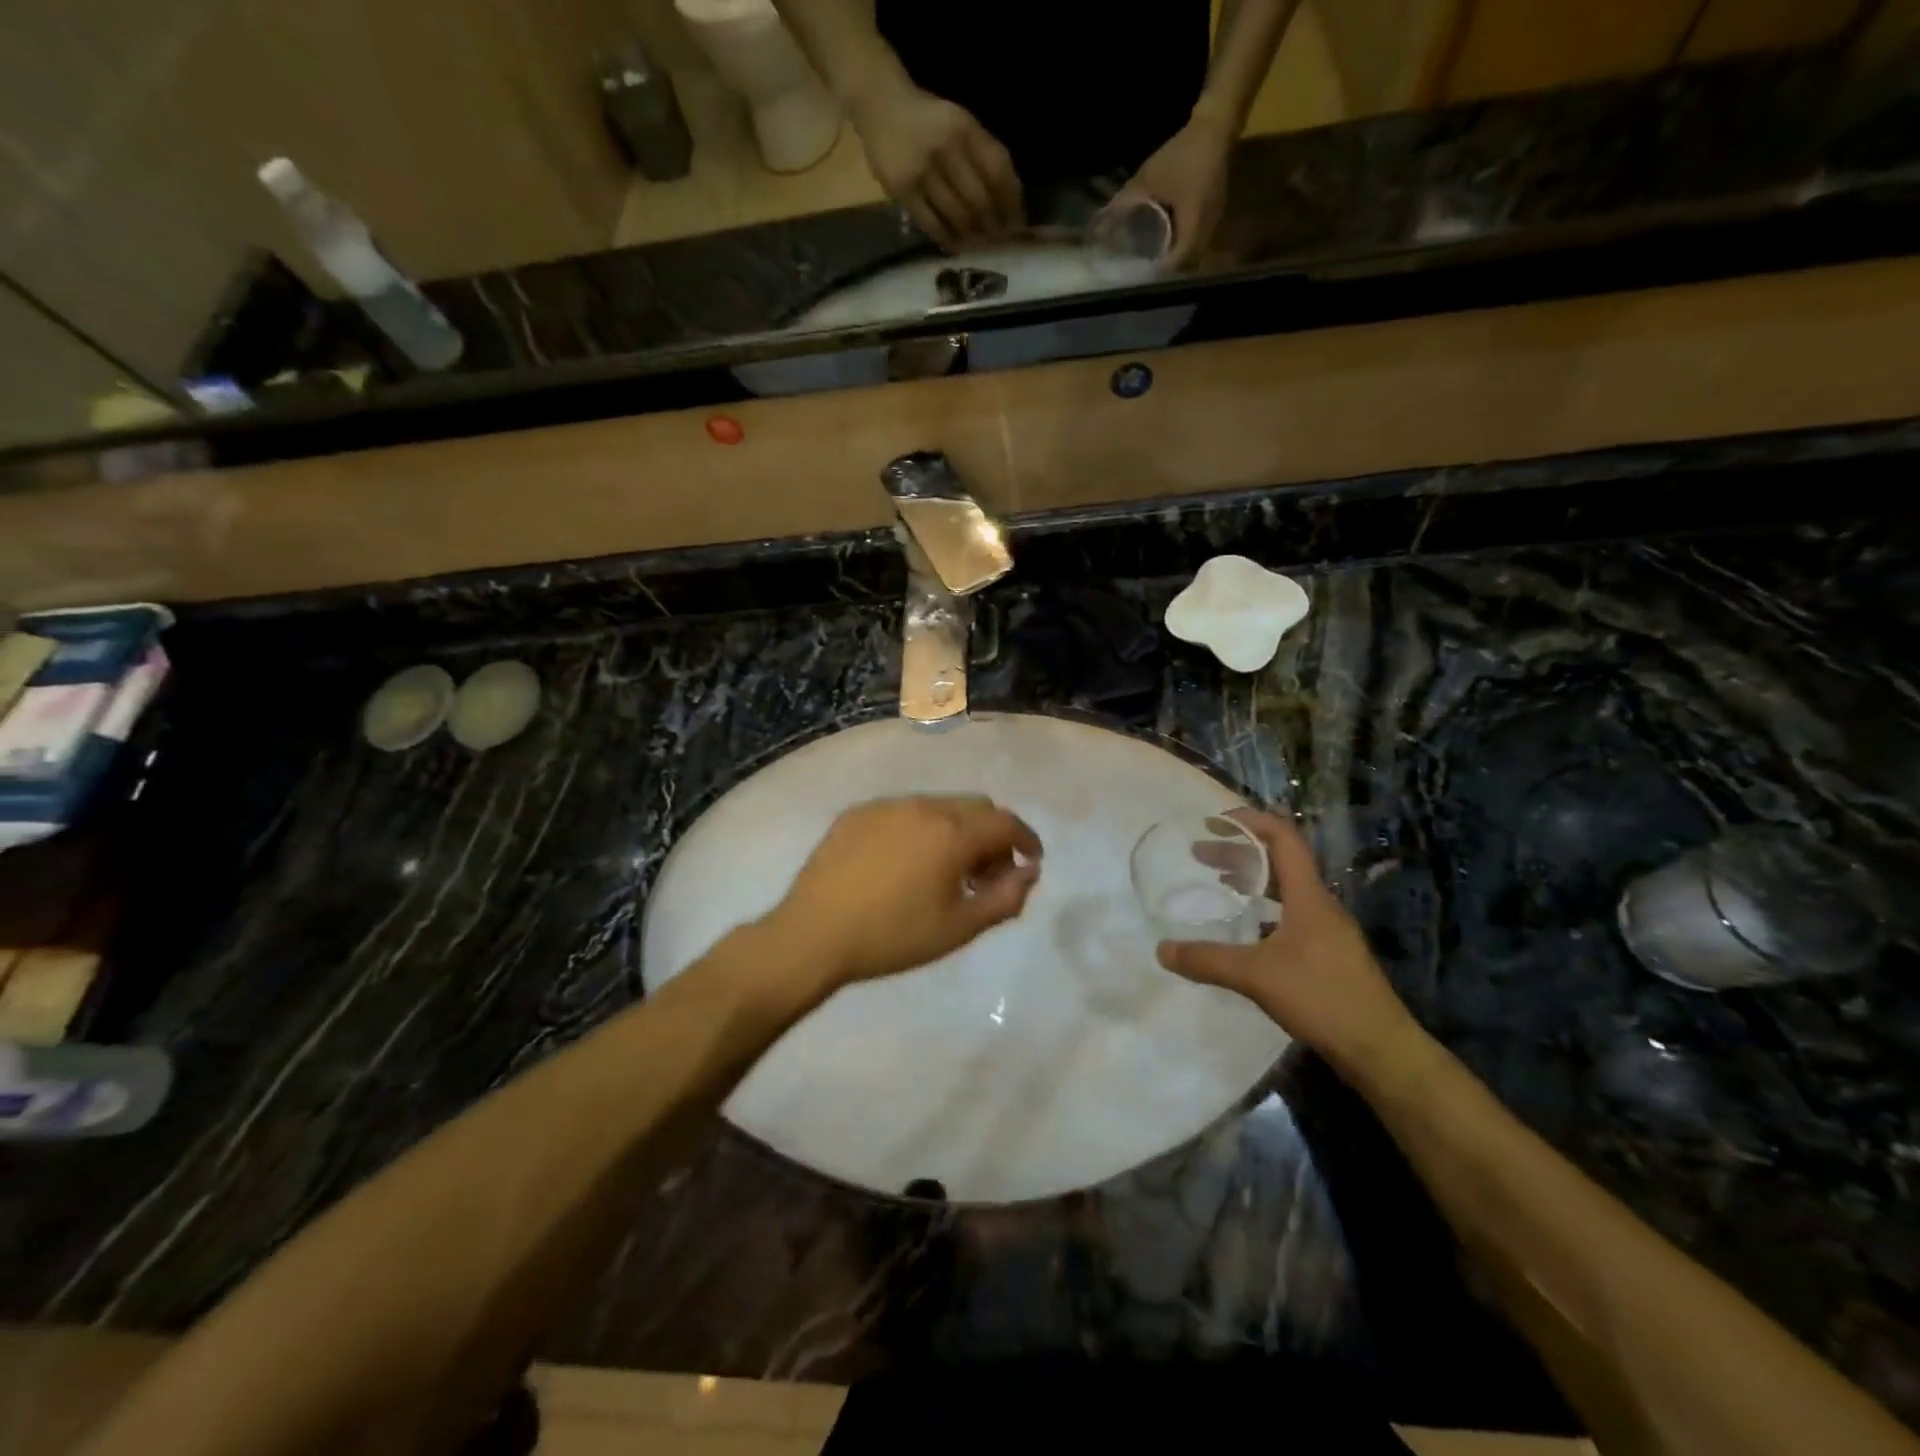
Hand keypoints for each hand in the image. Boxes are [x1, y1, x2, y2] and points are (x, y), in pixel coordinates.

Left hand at [764, 796, 1041, 992]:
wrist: (814, 934)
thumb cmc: (894, 936)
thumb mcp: (959, 927)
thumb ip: (1005, 897)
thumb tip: (1029, 872)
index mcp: (953, 832)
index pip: (1005, 823)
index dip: (1026, 840)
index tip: (1031, 861)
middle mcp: (923, 806)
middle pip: (975, 808)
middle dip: (992, 836)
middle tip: (986, 875)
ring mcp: (886, 806)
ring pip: (938, 807)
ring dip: (955, 831)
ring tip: (943, 871)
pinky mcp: (857, 813)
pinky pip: (903, 812)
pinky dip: (920, 830)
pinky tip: (904, 863)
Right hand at [847, 79, 1022, 250]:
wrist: (879, 105)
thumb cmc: (927, 120)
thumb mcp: (959, 124)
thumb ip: (982, 156)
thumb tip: (1008, 203)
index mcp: (965, 127)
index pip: (998, 171)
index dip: (1012, 202)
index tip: (1017, 224)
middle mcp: (945, 147)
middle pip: (980, 200)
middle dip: (993, 226)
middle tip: (997, 241)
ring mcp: (922, 170)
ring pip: (958, 216)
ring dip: (972, 236)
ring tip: (978, 244)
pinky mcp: (903, 190)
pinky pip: (933, 224)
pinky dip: (949, 239)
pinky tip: (957, 245)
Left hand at [1106, 112, 1234, 267]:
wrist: (1216, 124)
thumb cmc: (1182, 154)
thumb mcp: (1148, 179)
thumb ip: (1124, 202)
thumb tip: (1100, 222)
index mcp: (1193, 224)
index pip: (1177, 264)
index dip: (1159, 274)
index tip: (1141, 277)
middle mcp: (1207, 229)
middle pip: (1187, 264)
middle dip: (1167, 272)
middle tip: (1146, 273)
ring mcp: (1214, 222)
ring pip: (1194, 254)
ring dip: (1177, 260)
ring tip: (1155, 262)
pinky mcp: (1214, 213)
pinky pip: (1198, 240)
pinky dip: (1184, 245)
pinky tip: (1169, 242)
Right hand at [1156, 811, 1420, 1079]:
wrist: (1379, 1048)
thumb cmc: (1321, 997)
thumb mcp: (1256, 976)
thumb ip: (1207, 960)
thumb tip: (1162, 950)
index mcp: (1308, 896)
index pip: (1283, 838)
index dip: (1250, 821)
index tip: (1214, 821)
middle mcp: (1320, 905)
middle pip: (1280, 861)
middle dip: (1239, 851)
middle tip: (1200, 854)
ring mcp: (1328, 930)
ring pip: (1285, 889)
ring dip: (1252, 879)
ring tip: (1219, 884)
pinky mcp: (1329, 954)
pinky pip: (1290, 914)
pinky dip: (1263, 909)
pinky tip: (1245, 931)